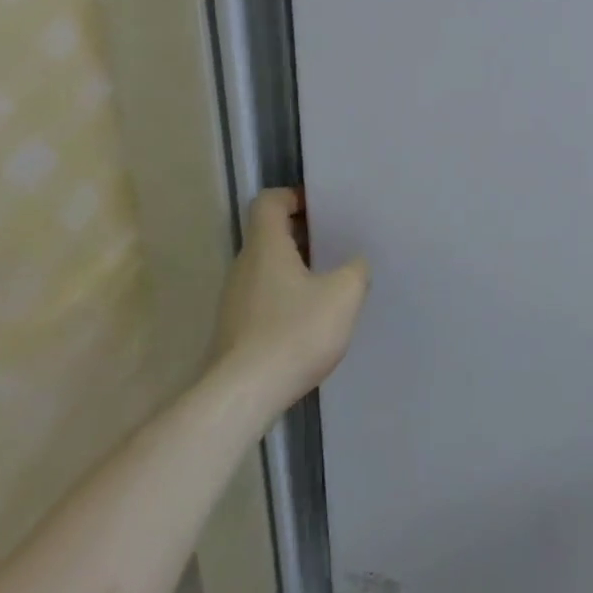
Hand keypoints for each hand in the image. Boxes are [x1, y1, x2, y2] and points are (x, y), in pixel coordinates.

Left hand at [211, 188, 370, 410]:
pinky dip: (288, 296)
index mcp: (266, 247)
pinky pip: (265, 297)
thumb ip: (356, 269)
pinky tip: (313, 319)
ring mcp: (236, 300)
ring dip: (298, 268)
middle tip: (338, 243)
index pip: (269, 202)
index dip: (294, 197)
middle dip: (303, 234)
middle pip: (270, 235)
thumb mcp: (344, 294)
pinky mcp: (236, 330)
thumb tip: (354, 264)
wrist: (243, 395)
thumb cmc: (294, 333)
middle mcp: (244, 267)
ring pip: (268, 268)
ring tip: (331, 282)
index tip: (323, 208)